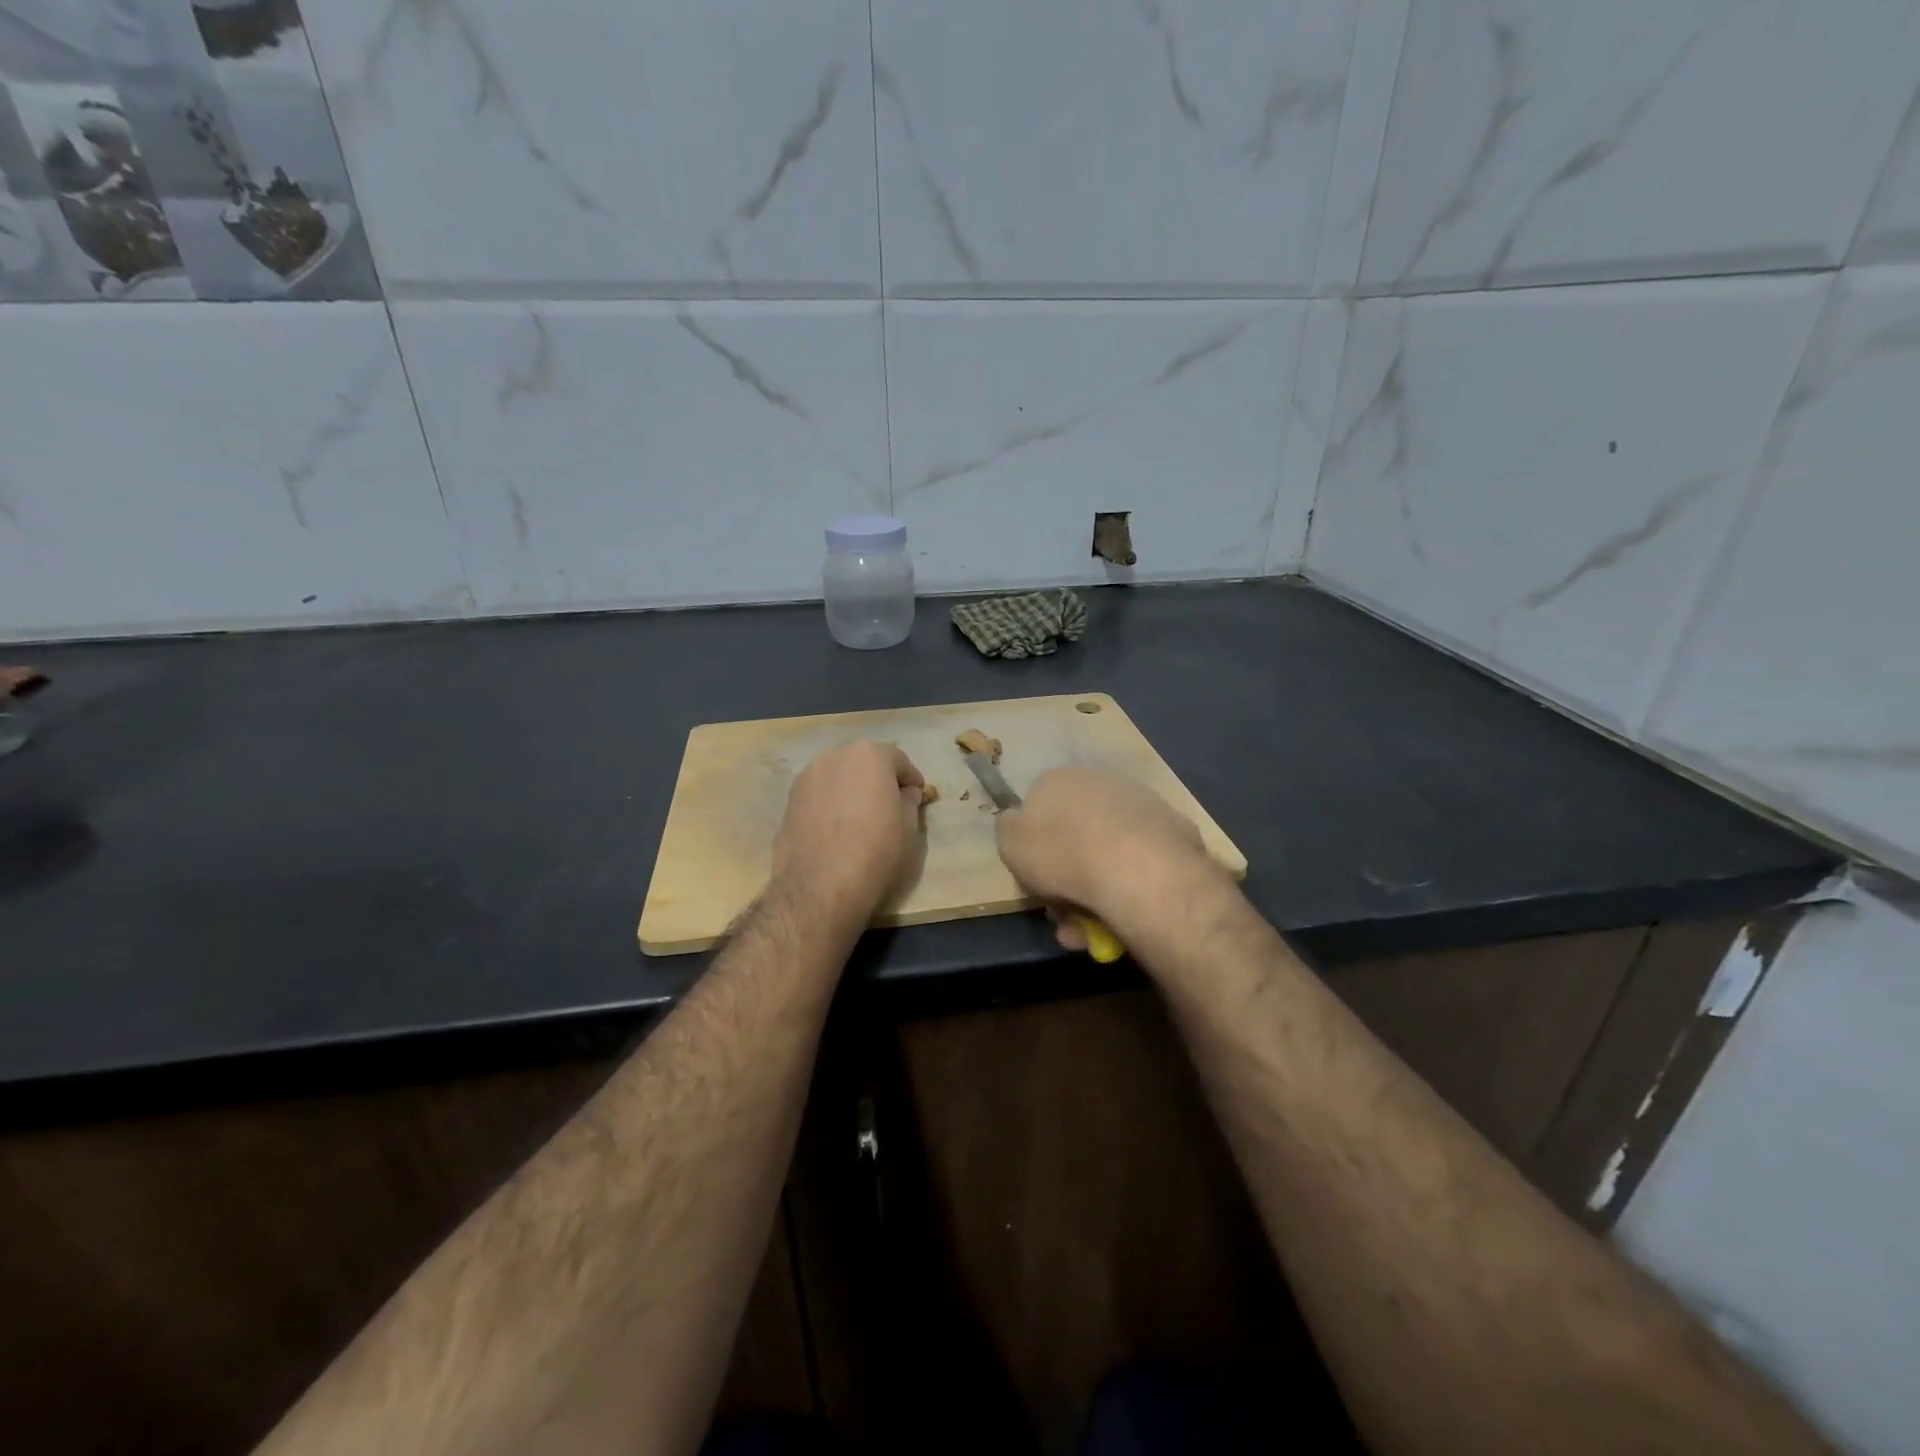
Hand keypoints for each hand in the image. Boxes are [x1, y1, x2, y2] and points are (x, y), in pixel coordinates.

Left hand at [772, 740, 925, 923]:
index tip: (918, 798)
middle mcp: (836, 755)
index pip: (899, 761)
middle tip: (890, 805)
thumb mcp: (908, 826)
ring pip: (840, 776)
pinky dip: (832, 802)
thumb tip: (906, 793)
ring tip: (861, 817)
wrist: (820, 884)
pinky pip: (820, 793)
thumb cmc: (876, 850)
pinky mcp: (790, 798)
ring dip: (852, 789)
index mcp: (870, 754)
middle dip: (879, 779)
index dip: (911, 780)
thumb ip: (910, 801)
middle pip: (865, 762)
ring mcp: (808, 775)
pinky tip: (837, 827)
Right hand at [996, 767, 1216, 944]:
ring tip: (1090, 933)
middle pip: (1075, 837)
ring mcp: (1142, 805)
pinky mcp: (1174, 832)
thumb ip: (1010, 830)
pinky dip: (1127, 892)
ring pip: (1108, 857)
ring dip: (1094, 896)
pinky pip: (1140, 866)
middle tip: (1063, 917)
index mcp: (1060, 779)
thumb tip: (1020, 824)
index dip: (1035, 849)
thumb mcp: (1010, 842)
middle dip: (1066, 880)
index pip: (1040, 810)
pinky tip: (1121, 922)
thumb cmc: (1062, 852)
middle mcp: (1101, 783)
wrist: (1136, 868)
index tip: (1036, 880)